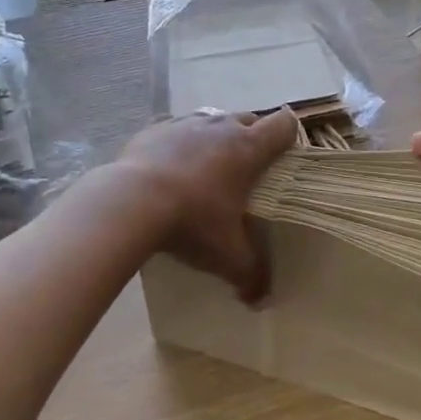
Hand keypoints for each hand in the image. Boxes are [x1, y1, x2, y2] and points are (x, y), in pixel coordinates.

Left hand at [116, 108, 297, 302]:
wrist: (130, 202)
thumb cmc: (192, 221)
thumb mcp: (226, 255)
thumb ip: (250, 275)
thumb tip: (262, 300)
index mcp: (248, 148)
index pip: (283, 124)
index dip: (290, 134)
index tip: (286, 154)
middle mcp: (220, 127)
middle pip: (249, 118)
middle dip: (253, 137)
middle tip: (248, 169)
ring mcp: (184, 124)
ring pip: (212, 119)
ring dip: (216, 136)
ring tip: (208, 167)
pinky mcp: (153, 129)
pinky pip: (174, 128)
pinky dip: (178, 142)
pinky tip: (170, 165)